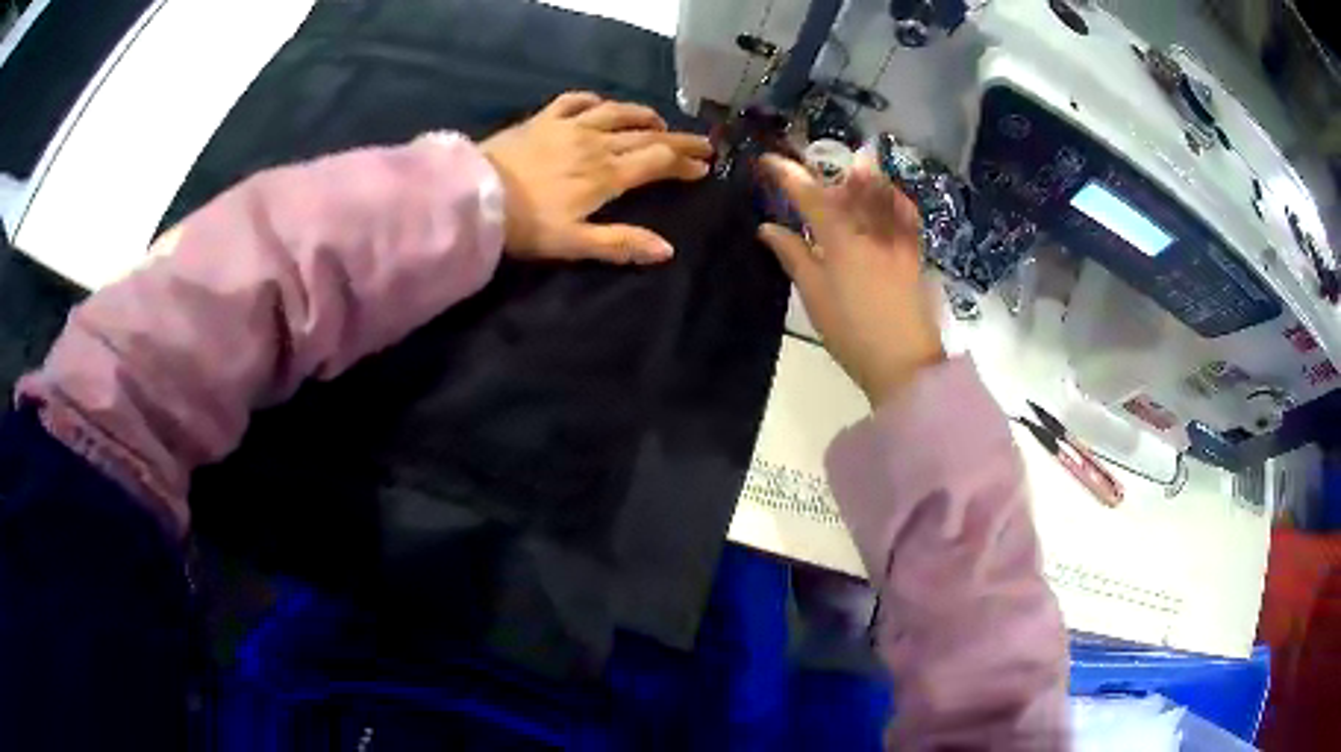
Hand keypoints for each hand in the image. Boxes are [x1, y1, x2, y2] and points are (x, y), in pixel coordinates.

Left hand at [481, 92, 713, 264]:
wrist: (475, 196)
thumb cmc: (526, 225)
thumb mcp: (575, 244)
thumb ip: (621, 244)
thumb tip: (666, 250)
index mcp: (608, 175)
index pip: (658, 162)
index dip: (684, 163)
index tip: (704, 166)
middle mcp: (596, 144)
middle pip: (647, 136)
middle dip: (678, 140)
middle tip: (701, 143)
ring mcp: (569, 126)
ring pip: (617, 113)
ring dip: (643, 115)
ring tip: (658, 122)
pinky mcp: (543, 119)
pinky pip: (575, 100)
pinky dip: (594, 100)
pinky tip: (601, 104)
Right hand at [758, 154, 944, 406]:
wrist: (904, 362)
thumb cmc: (852, 333)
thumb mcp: (815, 296)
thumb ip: (793, 256)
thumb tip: (768, 228)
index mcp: (841, 240)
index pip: (809, 195)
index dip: (786, 173)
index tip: (768, 160)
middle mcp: (872, 229)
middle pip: (848, 185)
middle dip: (826, 170)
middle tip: (808, 170)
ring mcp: (898, 238)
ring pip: (879, 192)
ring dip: (859, 175)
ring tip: (845, 172)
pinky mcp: (915, 252)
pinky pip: (906, 212)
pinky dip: (893, 197)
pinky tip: (887, 195)